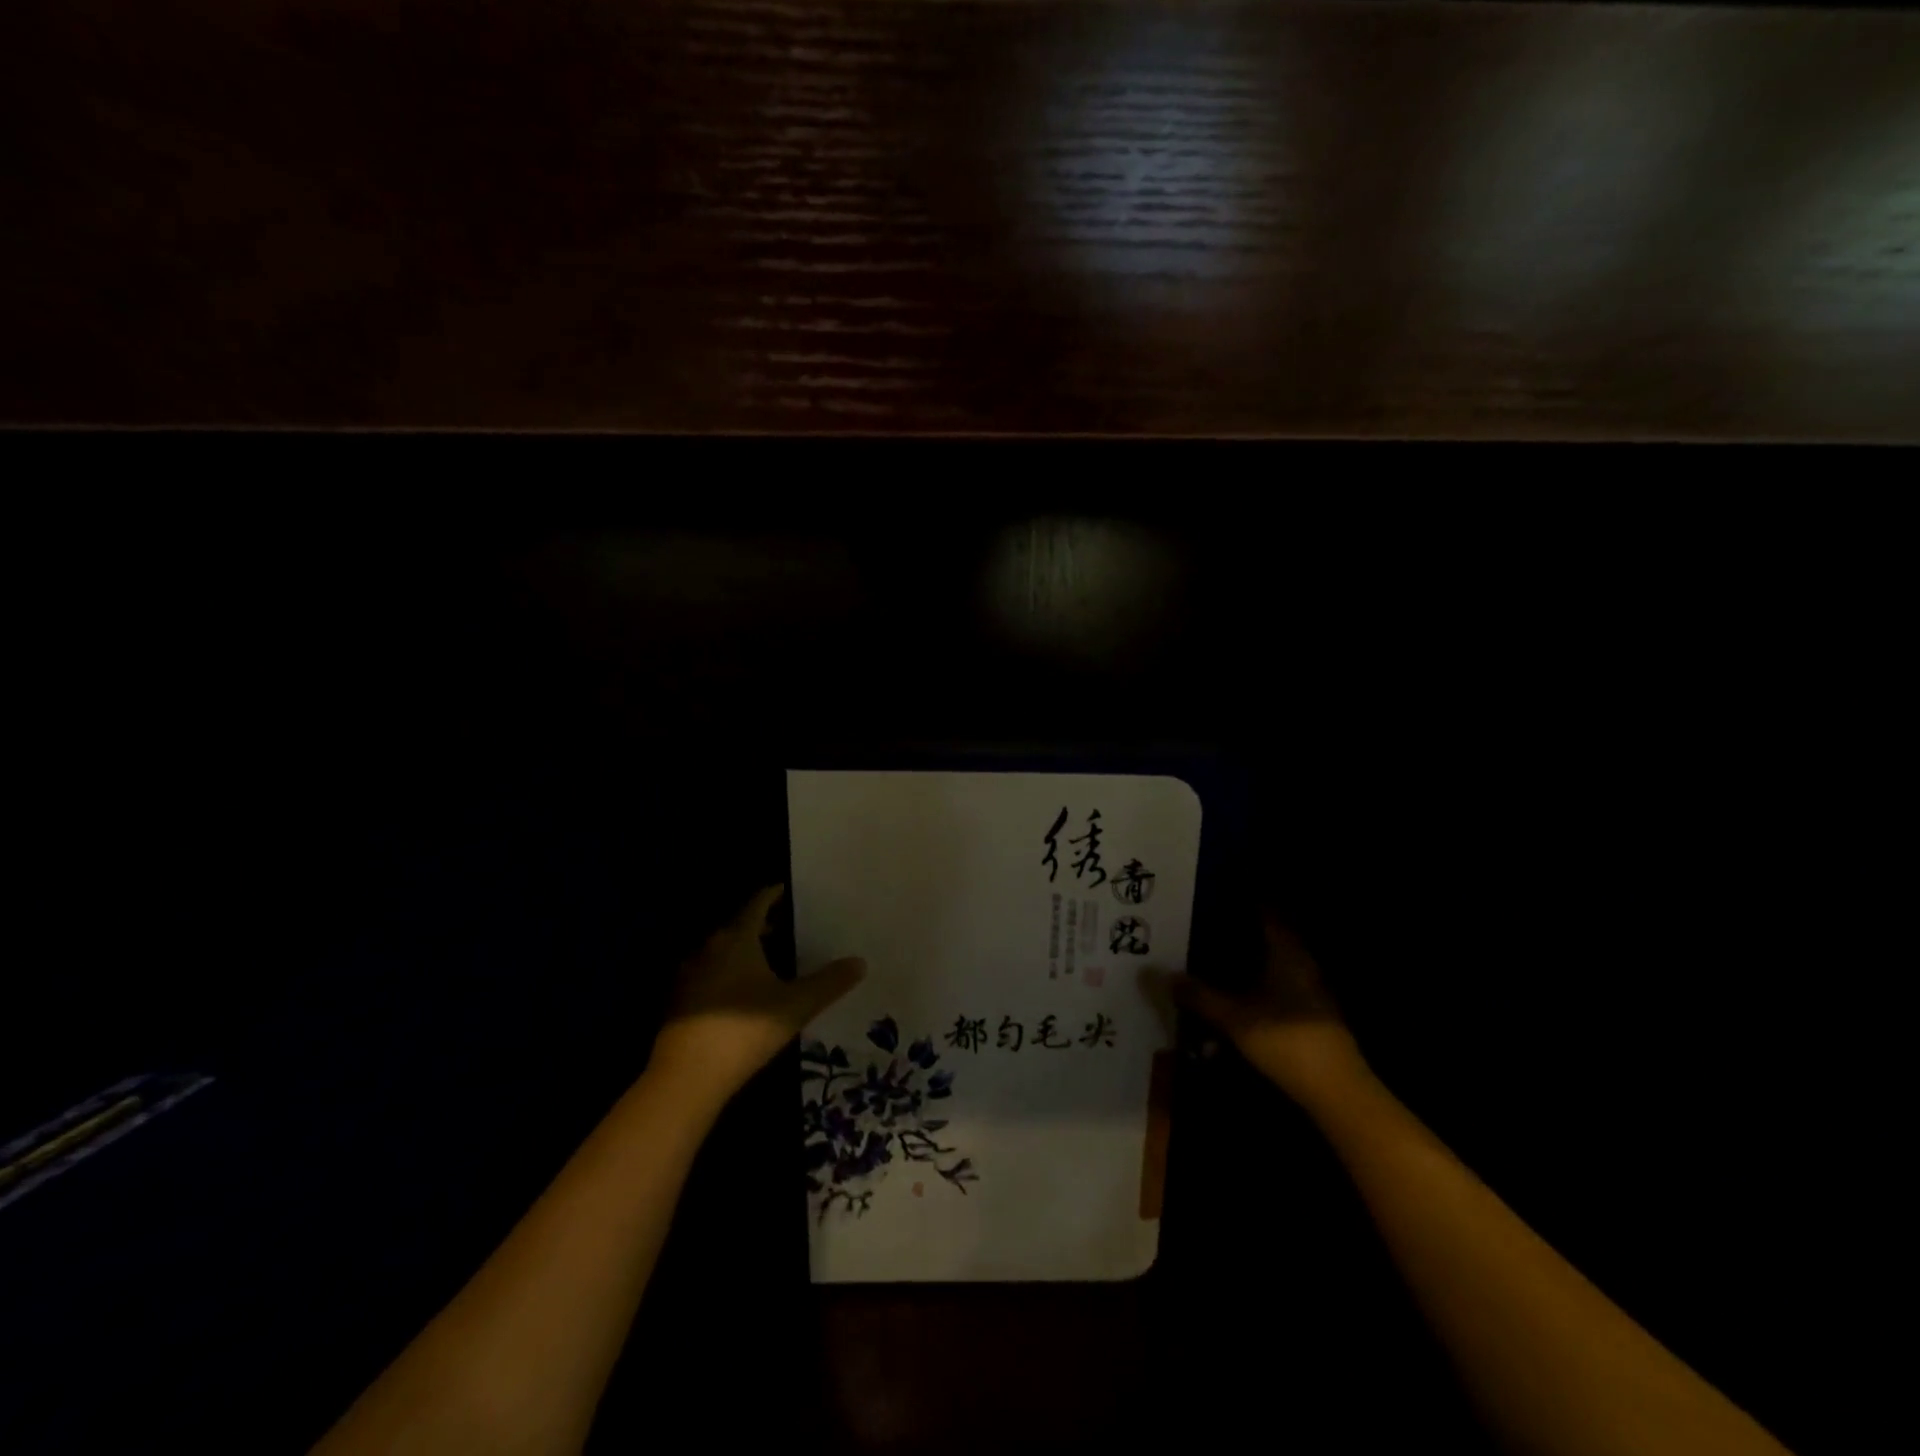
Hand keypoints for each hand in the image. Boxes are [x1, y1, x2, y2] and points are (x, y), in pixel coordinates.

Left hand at [648, 885, 865, 1110]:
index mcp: (737, 938)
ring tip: (773, 958)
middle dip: (765, 923)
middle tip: (792, 925)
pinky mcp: (681, 1001)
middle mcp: (710, 948)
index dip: (776, 894)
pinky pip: (711, 973)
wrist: (686, 1077)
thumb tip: (860, 962)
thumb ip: (829, 983)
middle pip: (739, 925)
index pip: (758, 903)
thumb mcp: (796, 1006)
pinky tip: (745, 991)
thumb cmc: (744, 1030)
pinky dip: (730, 972)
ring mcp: (690, 974)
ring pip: (723, 950)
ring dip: (746, 949)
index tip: (793, 891)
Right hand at [1157, 917, 1372, 1112]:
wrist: (1336, 1092)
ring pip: (1273, 965)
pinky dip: (1255, 987)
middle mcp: (1302, 966)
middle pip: (1270, 939)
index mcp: (1288, 954)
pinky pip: (1276, 989)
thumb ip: (1199, 996)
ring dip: (1247, 962)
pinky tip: (1235, 997)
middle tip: (1207, 925)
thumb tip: (1160, 974)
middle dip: (1241, 932)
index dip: (1246, 902)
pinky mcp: (1309, 1017)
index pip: (1268, 915)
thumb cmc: (1286, 1040)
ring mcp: (1309, 993)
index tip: (1219, 893)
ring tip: (1213, 960)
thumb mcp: (1234, 1018)